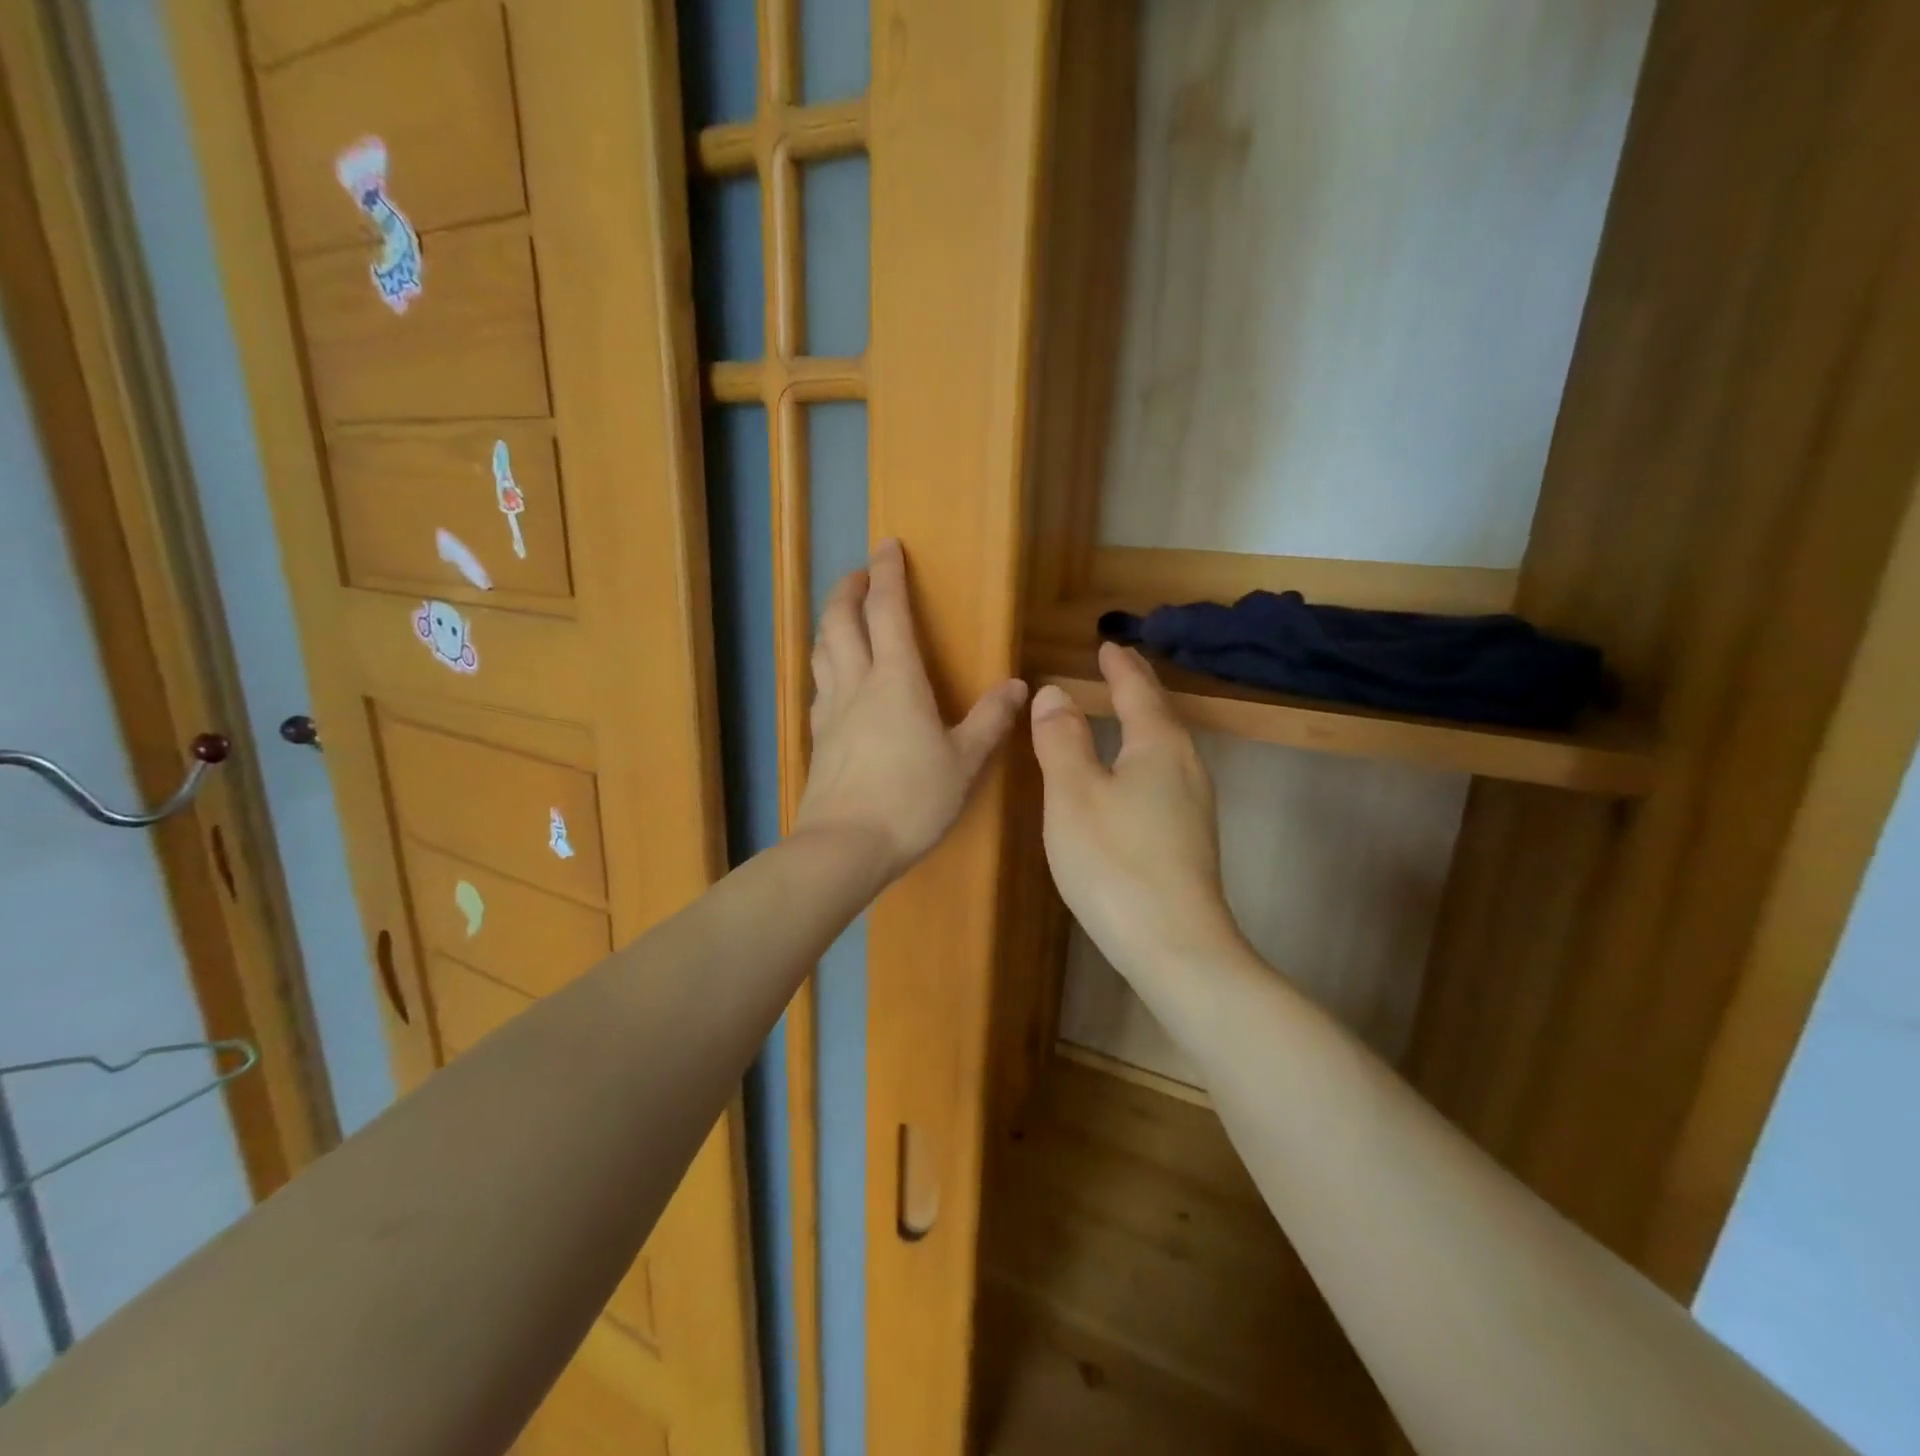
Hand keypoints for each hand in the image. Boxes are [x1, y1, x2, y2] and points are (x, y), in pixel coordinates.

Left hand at [796, 539, 1027, 880]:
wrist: (847, 846)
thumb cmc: (913, 800)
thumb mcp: (965, 762)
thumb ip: (990, 721)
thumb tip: (1018, 687)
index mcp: (896, 679)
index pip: (888, 610)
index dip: (887, 574)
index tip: (887, 545)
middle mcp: (857, 683)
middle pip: (841, 620)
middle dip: (848, 588)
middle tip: (859, 573)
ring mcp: (831, 709)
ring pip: (822, 648)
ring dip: (830, 621)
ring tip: (842, 615)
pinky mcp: (818, 736)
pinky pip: (819, 684)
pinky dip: (826, 663)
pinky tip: (834, 676)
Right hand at [1030, 643, 1244, 978]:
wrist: (1174, 946)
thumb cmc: (1115, 862)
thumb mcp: (1073, 794)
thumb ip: (1060, 740)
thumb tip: (1053, 693)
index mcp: (1159, 745)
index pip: (1138, 690)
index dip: (1120, 667)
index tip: (1107, 645)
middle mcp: (1186, 766)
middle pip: (1160, 714)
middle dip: (1138, 688)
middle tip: (1117, 669)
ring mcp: (1194, 805)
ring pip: (1166, 746)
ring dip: (1144, 721)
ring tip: (1123, 712)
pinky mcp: (1190, 837)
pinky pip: (1165, 775)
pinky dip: (1145, 755)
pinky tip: (1131, 775)